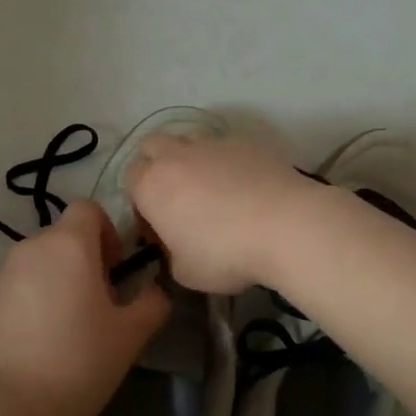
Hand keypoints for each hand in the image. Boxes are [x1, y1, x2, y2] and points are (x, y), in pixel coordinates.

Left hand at [0, 201, 170, 415]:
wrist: (11, 405)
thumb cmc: (80, 360)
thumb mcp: (131, 335)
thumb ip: (152, 303)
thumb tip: (155, 290)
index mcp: (69, 245)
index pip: (87, 209)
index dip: (106, 231)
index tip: (114, 269)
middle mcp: (31, 248)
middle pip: (63, 238)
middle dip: (83, 261)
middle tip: (97, 304)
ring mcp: (0, 275)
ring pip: (37, 264)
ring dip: (55, 281)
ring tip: (66, 327)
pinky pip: (15, 289)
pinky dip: (29, 303)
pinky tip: (37, 344)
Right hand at [125, 134, 319, 293]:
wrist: (285, 225)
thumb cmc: (225, 254)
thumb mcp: (186, 273)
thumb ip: (171, 255)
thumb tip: (177, 248)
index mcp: (151, 185)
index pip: (130, 178)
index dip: (140, 200)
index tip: (158, 223)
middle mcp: (175, 156)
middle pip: (152, 146)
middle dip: (157, 165)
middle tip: (177, 197)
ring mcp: (212, 143)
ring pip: (189, 141)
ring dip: (191, 160)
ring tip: (213, 190)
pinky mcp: (246, 142)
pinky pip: (225, 147)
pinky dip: (227, 163)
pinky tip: (245, 187)